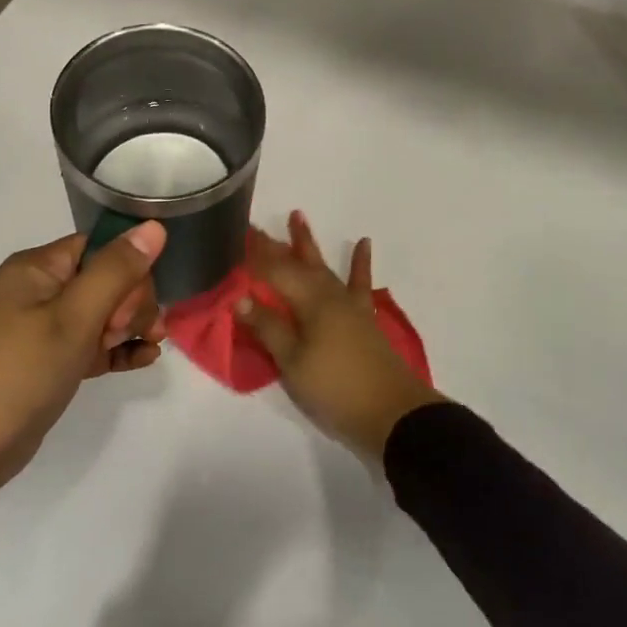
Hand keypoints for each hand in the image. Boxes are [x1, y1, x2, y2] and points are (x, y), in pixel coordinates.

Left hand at [0, 222, 167, 534]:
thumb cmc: (18, 373)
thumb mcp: (73, 318)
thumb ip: (116, 271)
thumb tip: (155, 225)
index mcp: (37, 268)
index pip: (99, 247)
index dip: (128, 270)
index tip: (136, 304)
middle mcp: (39, 291)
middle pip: (106, 279)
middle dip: (131, 303)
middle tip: (125, 333)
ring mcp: (43, 329)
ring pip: (104, 313)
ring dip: (130, 327)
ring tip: (147, 349)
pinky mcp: (49, 363)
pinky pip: (93, 345)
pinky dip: (118, 350)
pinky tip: (145, 360)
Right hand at [239, 211, 443, 464]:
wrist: (391, 410)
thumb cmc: (335, 386)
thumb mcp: (292, 361)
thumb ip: (268, 327)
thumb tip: (241, 297)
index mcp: (308, 301)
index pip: (273, 271)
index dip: (253, 256)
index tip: (235, 237)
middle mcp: (328, 294)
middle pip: (295, 264)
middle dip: (273, 245)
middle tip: (254, 227)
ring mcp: (349, 304)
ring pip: (322, 267)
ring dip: (307, 244)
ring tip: (297, 216)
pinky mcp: (363, 317)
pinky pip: (359, 282)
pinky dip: (360, 263)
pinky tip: (363, 243)